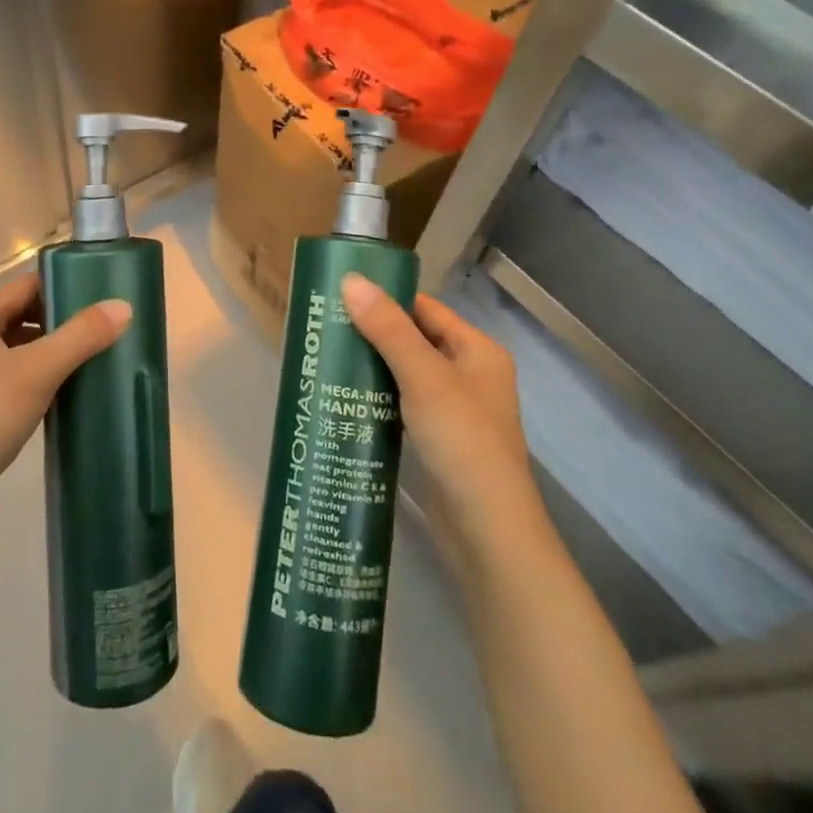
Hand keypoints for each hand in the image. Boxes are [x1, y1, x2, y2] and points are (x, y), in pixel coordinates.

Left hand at [0, 274, 129, 498]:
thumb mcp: (38, 370)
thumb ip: (81, 336)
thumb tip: (124, 306)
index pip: (25, 286)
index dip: (62, 288)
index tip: (99, 298)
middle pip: (22, 314)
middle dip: (60, 321)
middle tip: (101, 328)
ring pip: (17, 346)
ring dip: (50, 349)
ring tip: (90, 355)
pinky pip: (11, 373)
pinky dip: (37, 374)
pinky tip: (64, 386)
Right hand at [340, 273, 547, 554]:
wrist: (487, 532)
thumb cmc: (462, 441)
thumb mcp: (423, 377)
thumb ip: (387, 328)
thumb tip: (351, 280)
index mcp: (477, 351)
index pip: (425, 309)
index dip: (386, 299)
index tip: (340, 295)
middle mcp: (470, 374)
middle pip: (414, 340)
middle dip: (373, 333)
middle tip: (325, 327)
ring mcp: (455, 410)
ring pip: (406, 374)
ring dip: (372, 366)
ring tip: (327, 357)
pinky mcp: (438, 440)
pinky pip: (403, 404)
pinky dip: (378, 397)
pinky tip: (346, 398)